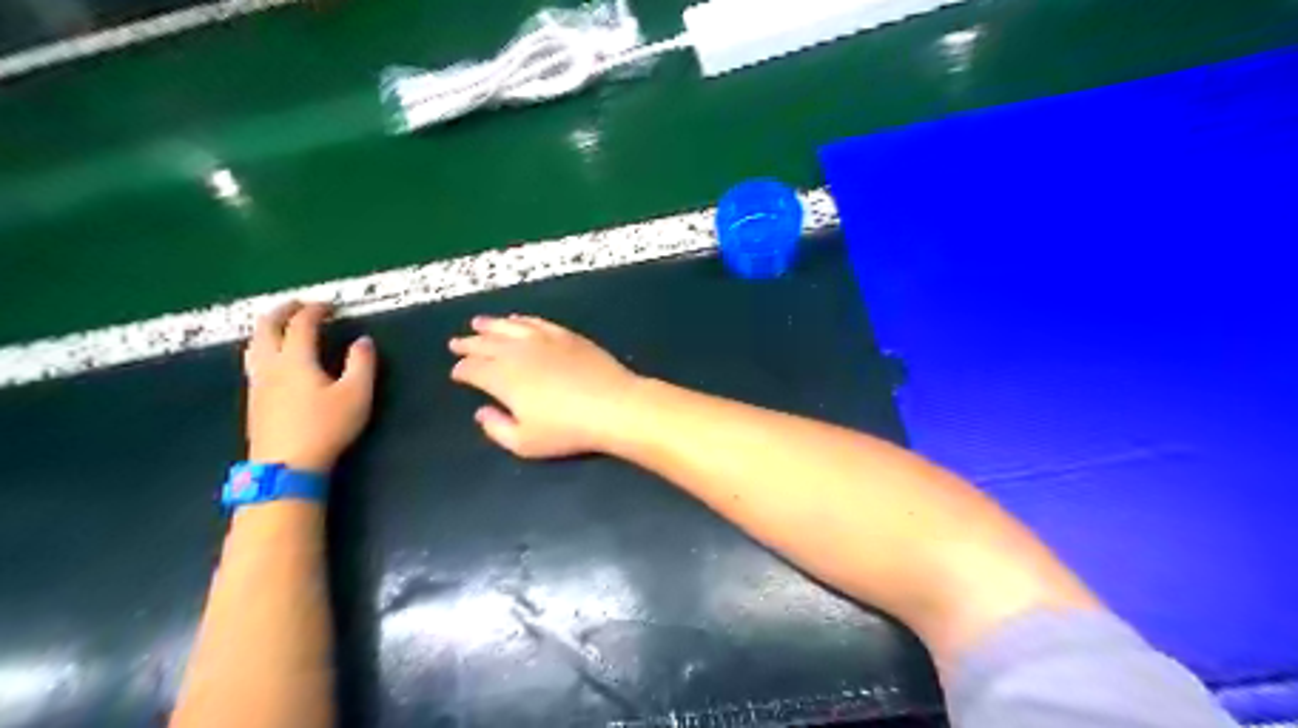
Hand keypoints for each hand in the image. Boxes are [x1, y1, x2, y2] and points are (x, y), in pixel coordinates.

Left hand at [243, 297, 376, 472]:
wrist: (286, 465)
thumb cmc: (326, 427)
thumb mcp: (356, 395)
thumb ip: (361, 364)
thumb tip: (363, 341)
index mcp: (295, 359)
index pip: (301, 324)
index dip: (315, 310)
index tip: (329, 305)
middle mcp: (270, 365)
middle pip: (266, 327)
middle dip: (282, 311)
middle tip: (299, 306)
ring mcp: (257, 382)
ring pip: (254, 344)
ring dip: (268, 328)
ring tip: (283, 326)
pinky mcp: (253, 399)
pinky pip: (254, 360)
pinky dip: (264, 346)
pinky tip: (275, 358)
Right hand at [450, 315, 639, 456]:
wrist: (612, 405)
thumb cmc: (566, 429)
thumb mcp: (525, 443)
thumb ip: (497, 429)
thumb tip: (481, 412)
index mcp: (502, 378)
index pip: (473, 369)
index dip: (462, 371)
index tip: (457, 373)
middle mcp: (517, 353)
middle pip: (486, 344)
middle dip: (469, 344)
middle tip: (457, 342)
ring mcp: (543, 340)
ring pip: (509, 327)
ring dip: (491, 325)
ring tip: (478, 323)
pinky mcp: (566, 335)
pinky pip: (536, 322)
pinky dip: (522, 320)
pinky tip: (517, 320)